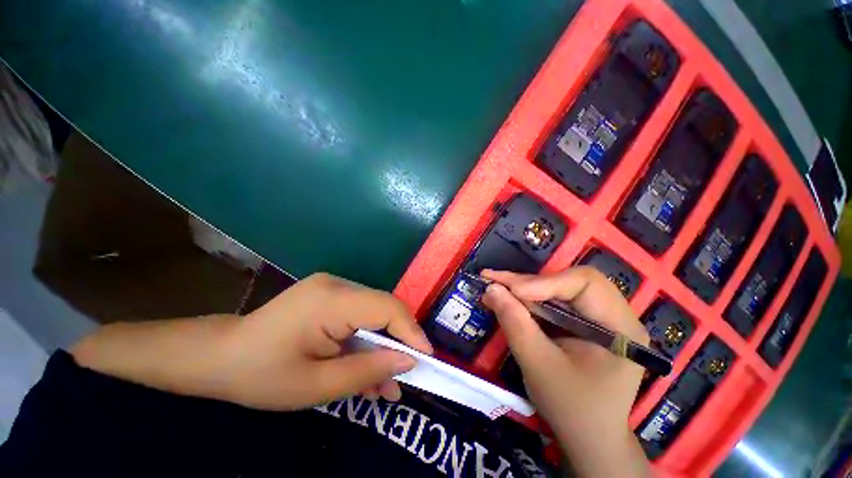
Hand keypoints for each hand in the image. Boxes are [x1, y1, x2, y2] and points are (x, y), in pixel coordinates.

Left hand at [220, 273, 432, 408]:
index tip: (427, 358)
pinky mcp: (330, 294)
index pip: (386, 307)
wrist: (220, 355)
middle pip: (384, 307)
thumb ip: (367, 371)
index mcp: (331, 300)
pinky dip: (368, 338)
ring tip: (386, 381)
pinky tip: (366, 364)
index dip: (411, 331)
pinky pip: (360, 314)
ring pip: (374, 312)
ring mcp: (333, 286)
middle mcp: (337, 284)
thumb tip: (408, 362)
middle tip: (407, 374)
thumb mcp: (315, 386)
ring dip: (383, 344)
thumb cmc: (260, 375)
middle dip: (399, 340)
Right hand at [481, 267, 649, 476]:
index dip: (544, 282)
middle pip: (569, 282)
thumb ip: (515, 323)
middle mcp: (615, 315)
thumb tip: (490, 288)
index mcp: (620, 327)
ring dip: (524, 289)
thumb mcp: (538, 365)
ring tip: (495, 289)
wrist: (589, 438)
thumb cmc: (571, 408)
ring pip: (558, 288)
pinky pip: (554, 301)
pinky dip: (528, 300)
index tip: (510, 291)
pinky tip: (507, 299)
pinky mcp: (584, 322)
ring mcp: (600, 317)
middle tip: (494, 282)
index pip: (584, 283)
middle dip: (528, 283)